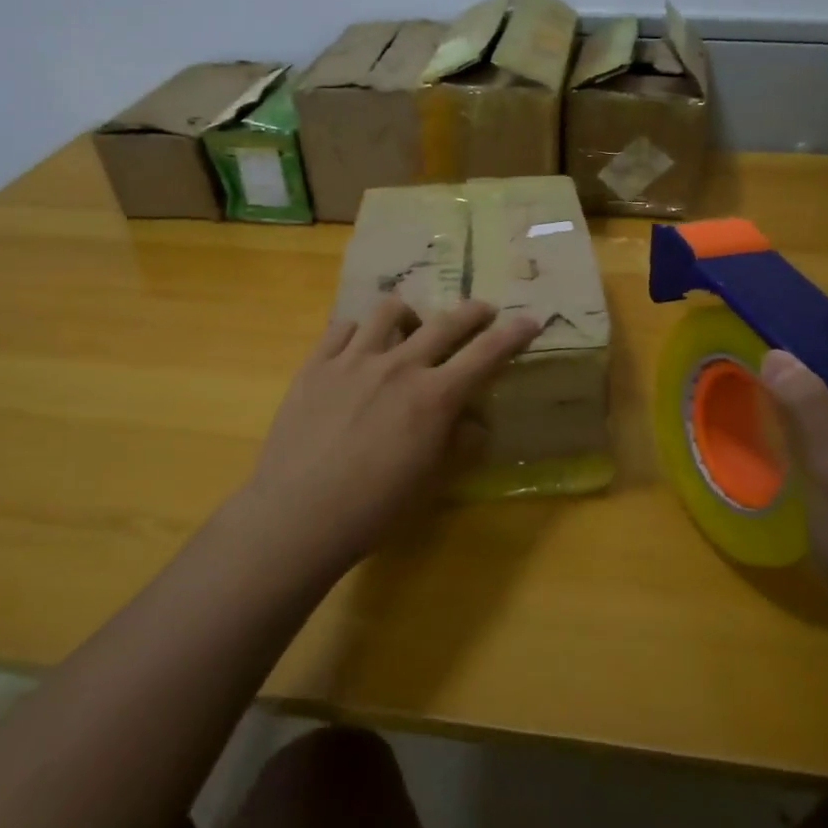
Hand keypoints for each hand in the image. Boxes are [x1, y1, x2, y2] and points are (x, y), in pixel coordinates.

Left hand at [240, 296, 539, 572]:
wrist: (297, 515)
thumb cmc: (373, 509)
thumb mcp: (430, 483)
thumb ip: (458, 444)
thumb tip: (474, 422)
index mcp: (434, 397)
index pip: (485, 354)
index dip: (512, 335)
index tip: (529, 320)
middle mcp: (399, 366)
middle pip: (445, 323)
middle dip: (472, 312)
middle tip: (482, 312)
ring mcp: (353, 360)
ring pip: (390, 311)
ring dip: (411, 314)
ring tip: (411, 328)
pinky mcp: (316, 364)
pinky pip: (344, 327)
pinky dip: (360, 330)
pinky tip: (360, 347)